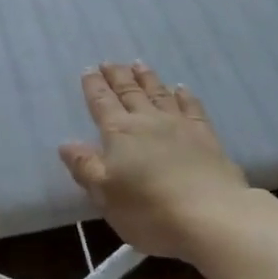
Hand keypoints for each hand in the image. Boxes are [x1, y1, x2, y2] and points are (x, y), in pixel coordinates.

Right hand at [59, 62, 250, 258]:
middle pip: (129, 91)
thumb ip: (86, 166)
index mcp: (119, 132)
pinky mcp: (206, 136)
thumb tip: (66, 143)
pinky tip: (181, 88)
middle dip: (117, 76)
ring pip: (158, 93)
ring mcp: (179, 125)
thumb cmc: (150, 210)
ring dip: (147, 78)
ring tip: (138, 64)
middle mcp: (147, 120)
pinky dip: (184, 95)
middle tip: (109, 62)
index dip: (93, 86)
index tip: (88, 70)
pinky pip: (191, 107)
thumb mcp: (106, 195)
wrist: (211, 215)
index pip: (102, 102)